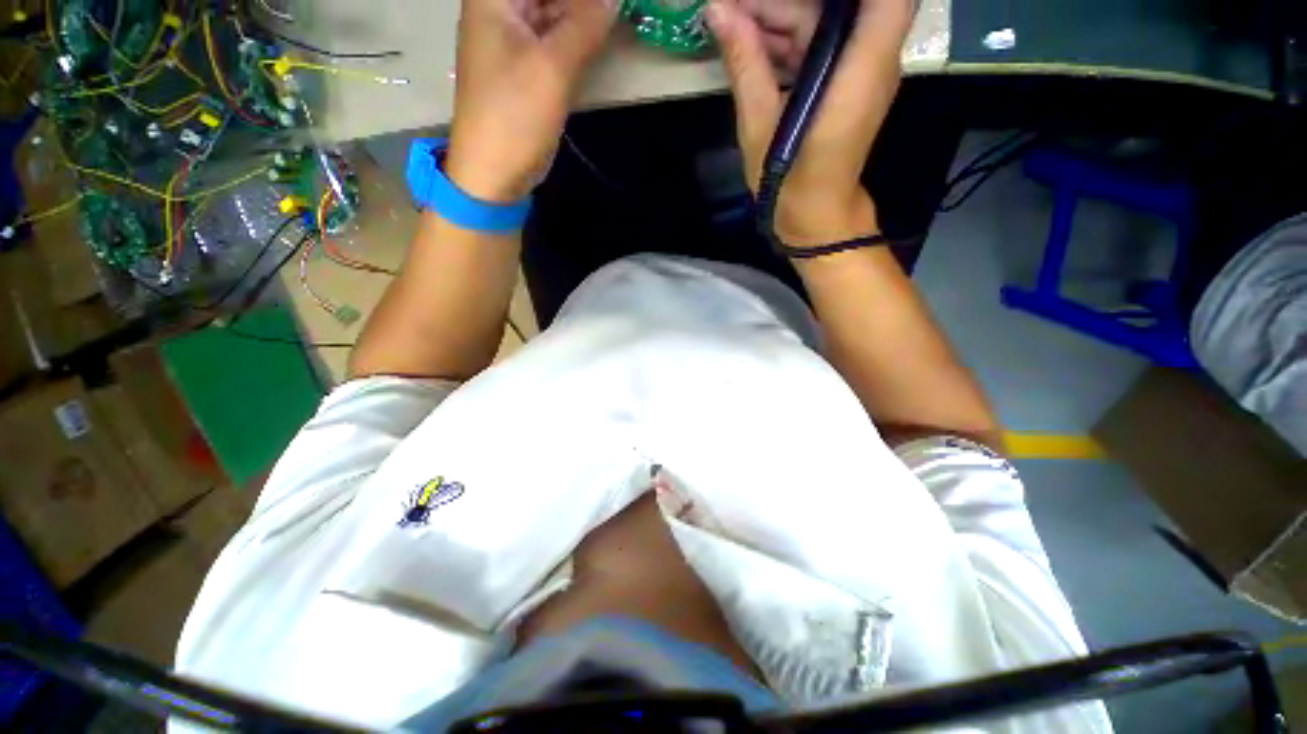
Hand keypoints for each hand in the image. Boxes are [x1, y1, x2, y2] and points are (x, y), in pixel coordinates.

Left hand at [447, 0, 616, 202]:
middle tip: (613, 11)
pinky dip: (575, 37)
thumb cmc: (515, 116)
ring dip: (582, 15)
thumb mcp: (553, 67)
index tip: (609, 4)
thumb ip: (586, 25)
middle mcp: (500, 9)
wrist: (494, 172)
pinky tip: (598, 38)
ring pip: (552, 12)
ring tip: (612, 18)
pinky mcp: (526, 69)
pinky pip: (554, 38)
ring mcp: (513, 40)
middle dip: (582, 3)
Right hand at [706, 0, 912, 246]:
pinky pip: (825, 44)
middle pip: (840, 3)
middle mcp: (874, 58)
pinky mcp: (850, 83)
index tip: (775, 0)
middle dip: (782, 3)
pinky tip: (754, 46)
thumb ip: (745, 63)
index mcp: (859, 66)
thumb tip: (717, 9)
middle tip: (734, 11)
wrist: (815, 218)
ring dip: (782, 18)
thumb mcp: (760, 126)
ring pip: (829, 20)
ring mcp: (864, 70)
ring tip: (734, 25)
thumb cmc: (789, 182)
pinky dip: (791, 40)